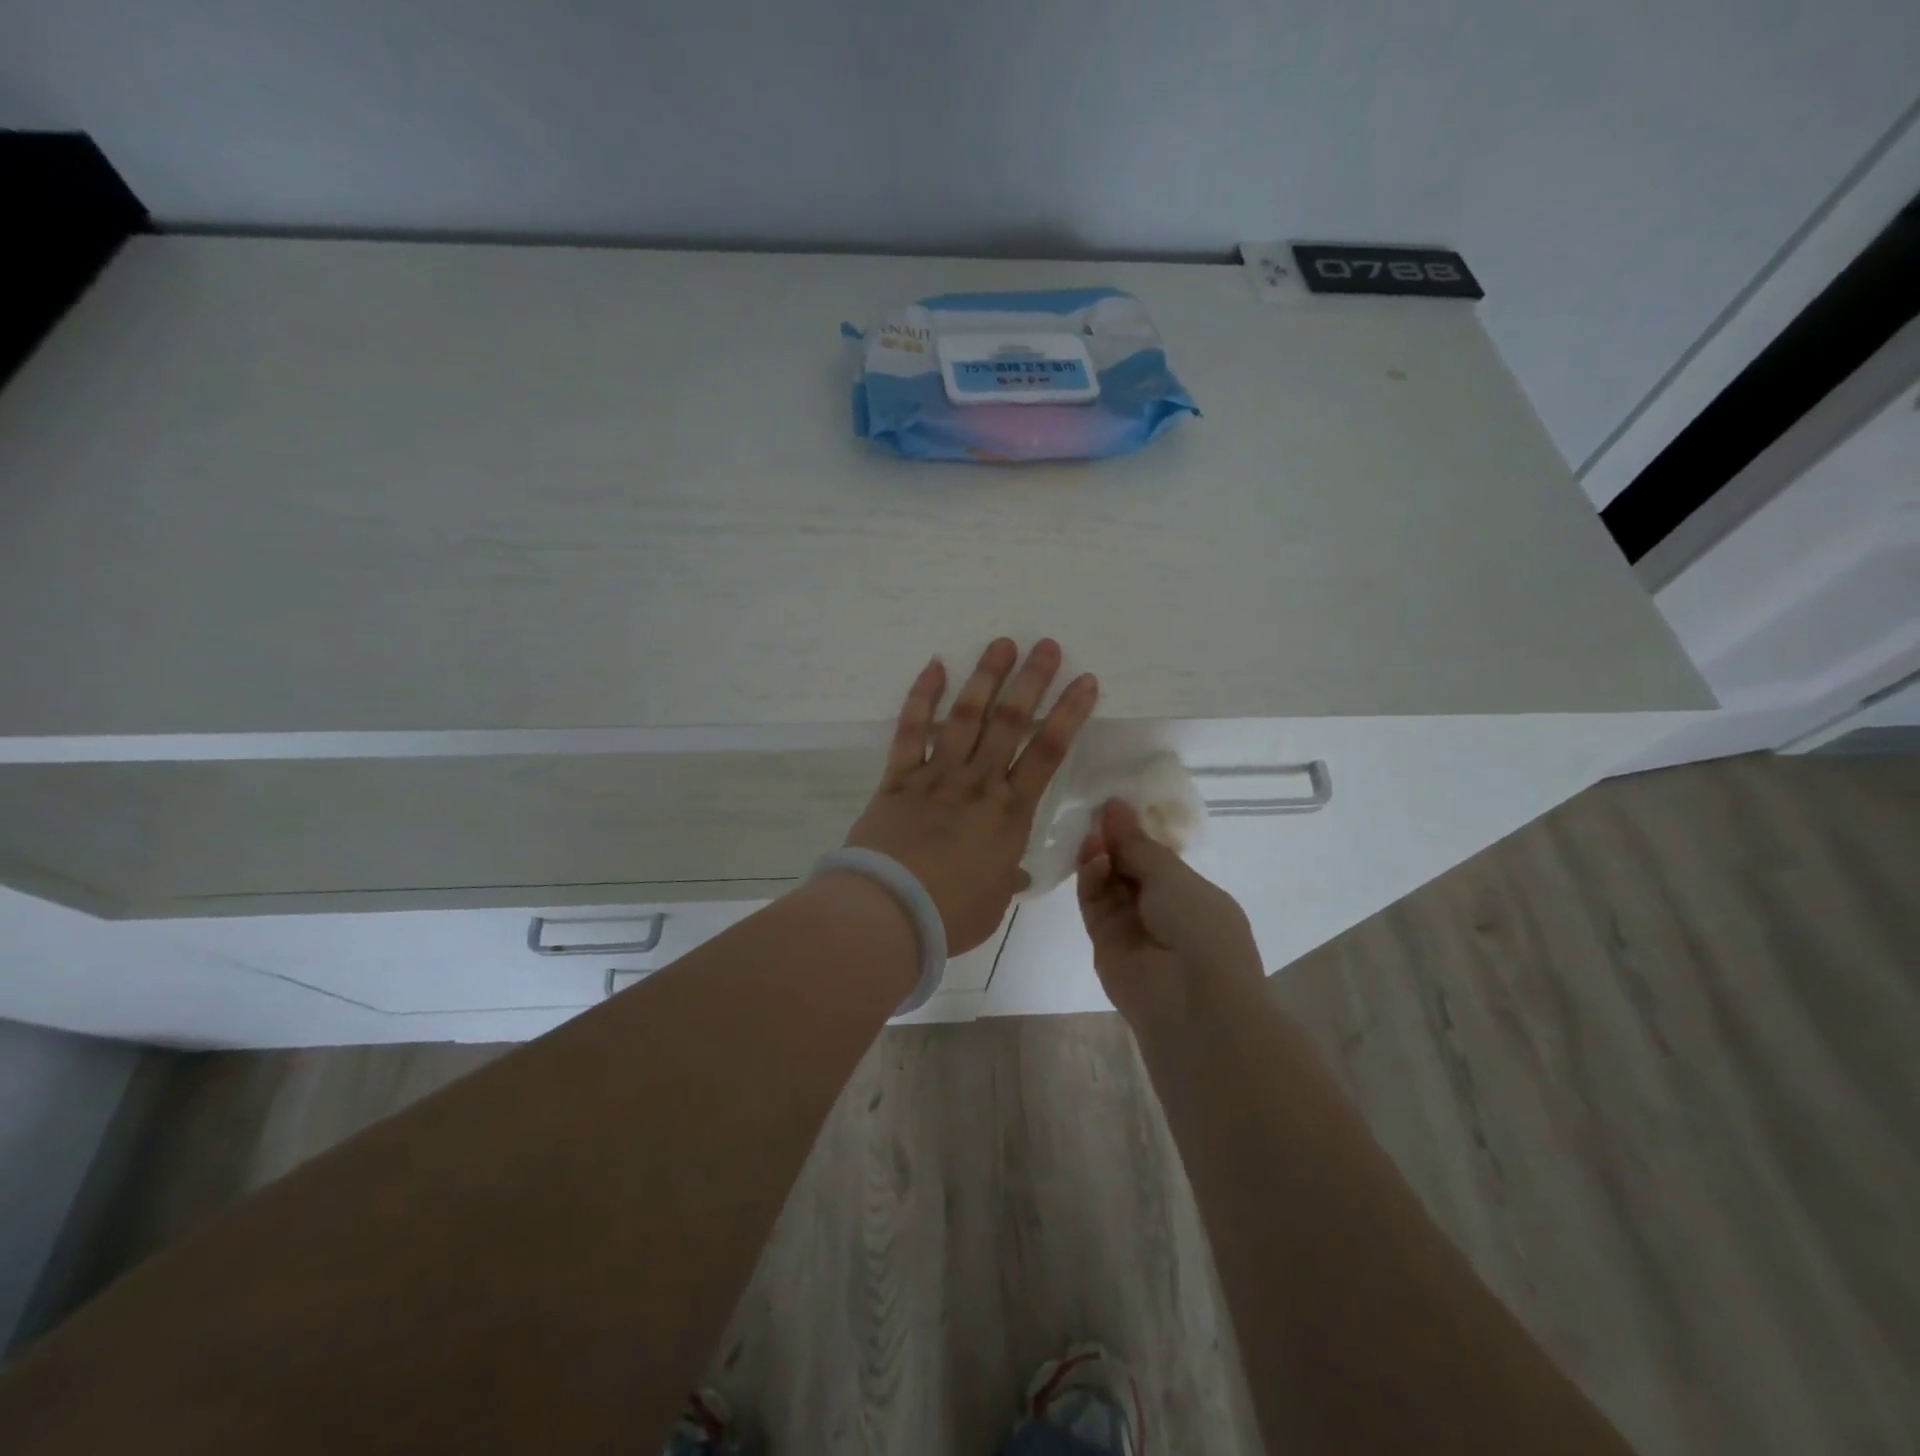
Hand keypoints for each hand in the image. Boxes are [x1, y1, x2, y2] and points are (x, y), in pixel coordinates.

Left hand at [845, 639, 1097, 953]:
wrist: (890, 913)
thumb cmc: (951, 915)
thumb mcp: (994, 902)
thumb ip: (1006, 878)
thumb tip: (1013, 872)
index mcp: (1010, 814)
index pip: (1049, 752)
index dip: (1070, 713)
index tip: (1085, 680)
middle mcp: (978, 784)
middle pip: (1009, 722)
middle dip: (1031, 681)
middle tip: (1045, 645)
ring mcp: (936, 776)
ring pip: (965, 717)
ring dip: (985, 678)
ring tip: (1001, 644)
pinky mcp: (898, 779)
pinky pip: (911, 731)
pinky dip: (922, 698)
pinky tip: (934, 667)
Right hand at [1076, 799, 1265, 1028]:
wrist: (1190, 1003)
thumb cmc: (1201, 929)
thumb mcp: (1174, 877)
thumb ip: (1137, 843)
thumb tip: (1113, 805)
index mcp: (1192, 895)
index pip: (1158, 858)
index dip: (1137, 832)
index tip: (1114, 805)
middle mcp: (1163, 911)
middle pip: (1129, 868)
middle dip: (1114, 841)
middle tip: (1096, 815)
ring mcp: (1132, 928)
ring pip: (1108, 884)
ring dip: (1101, 857)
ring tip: (1094, 837)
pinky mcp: (1104, 943)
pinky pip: (1094, 904)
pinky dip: (1091, 879)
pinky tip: (1093, 858)